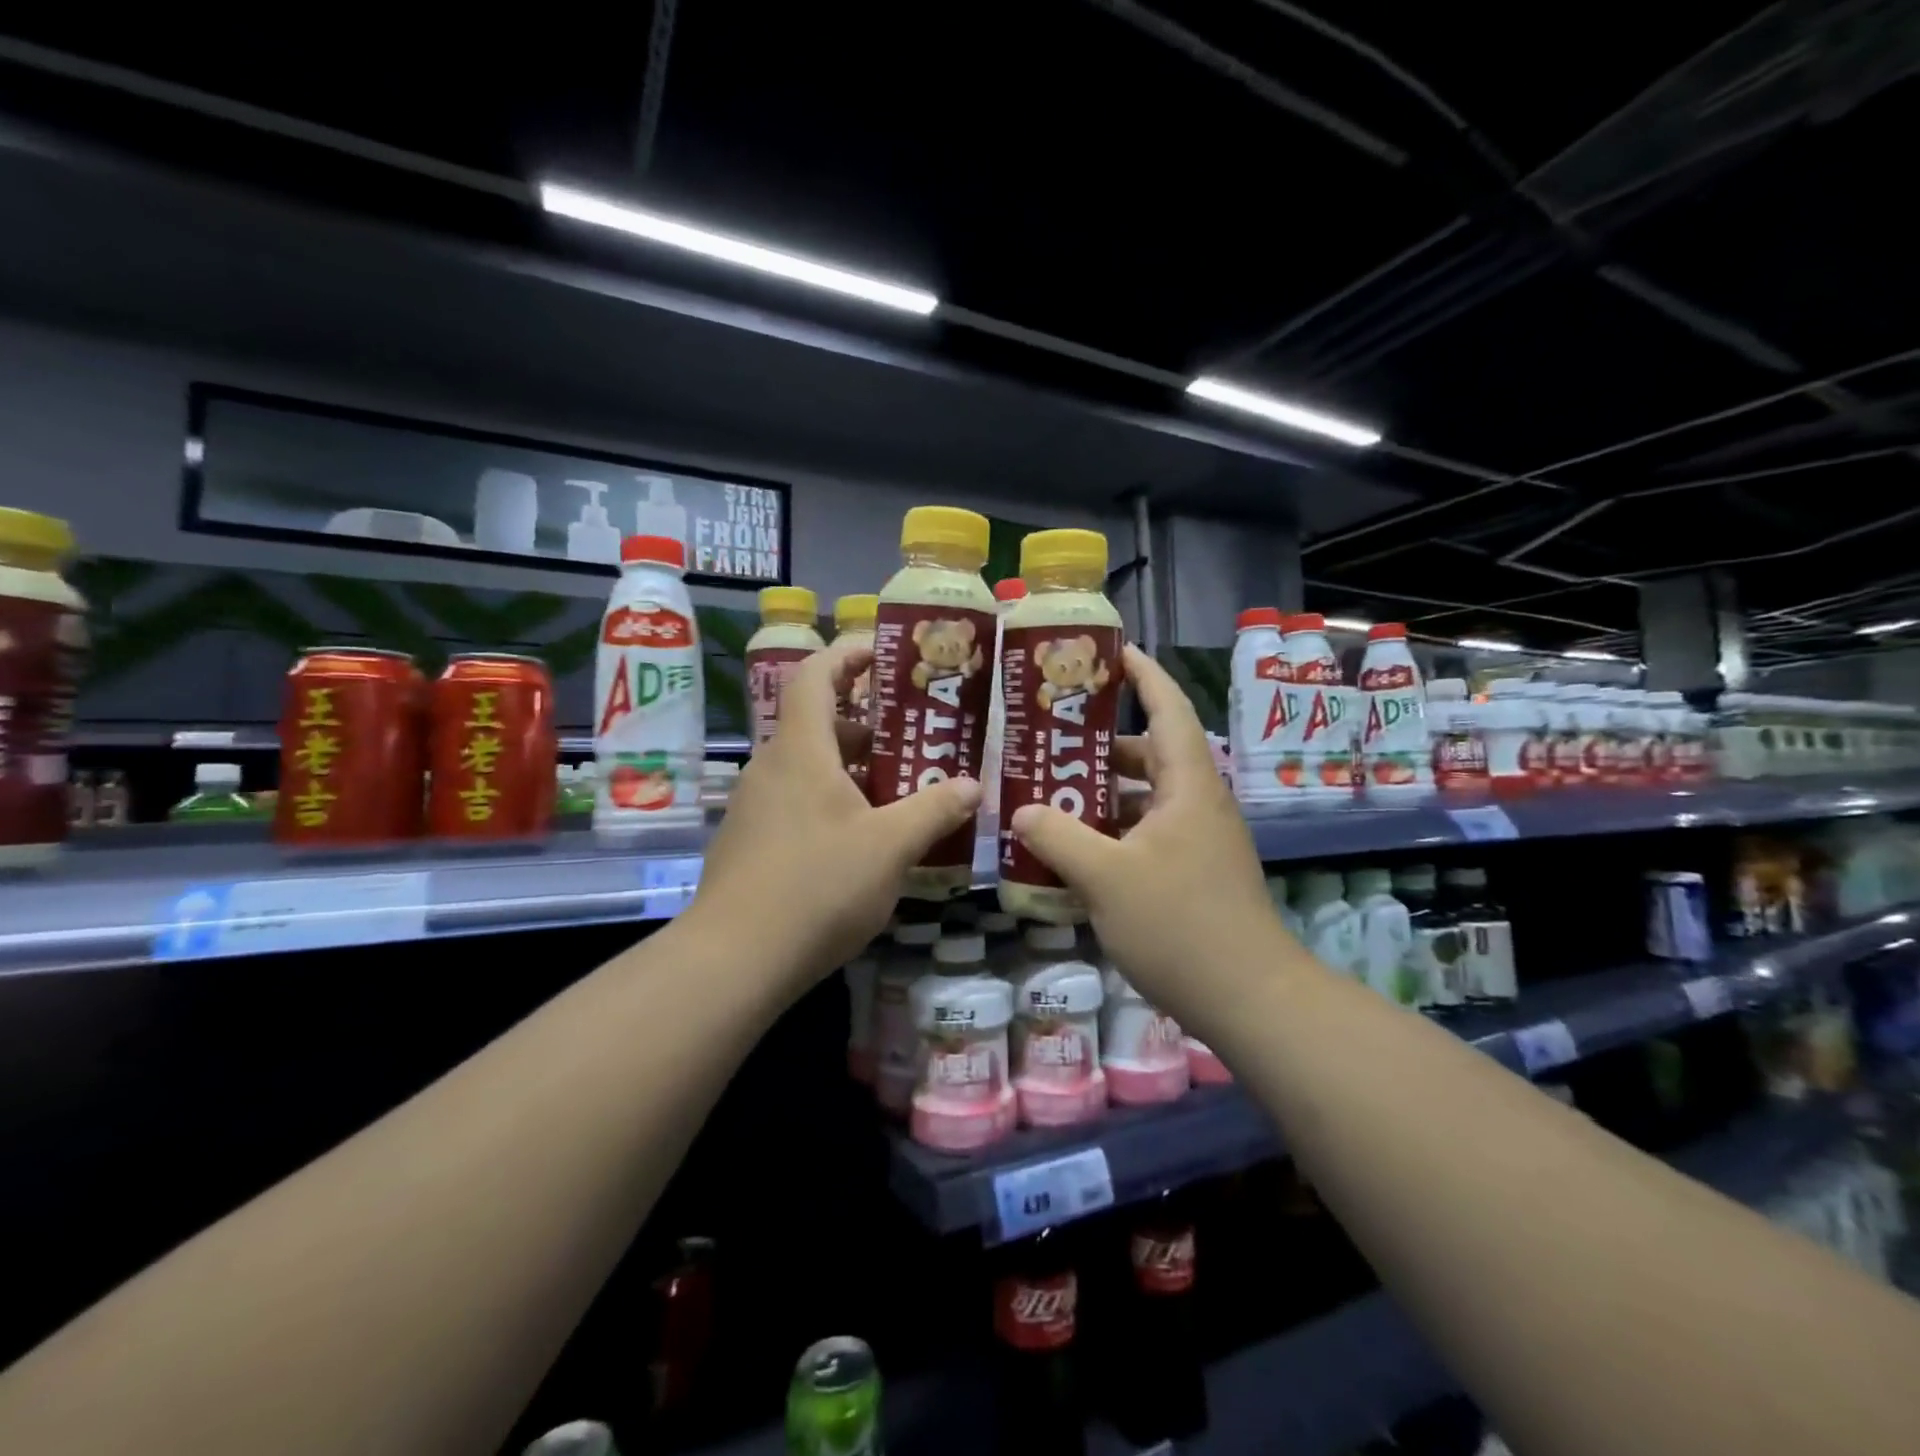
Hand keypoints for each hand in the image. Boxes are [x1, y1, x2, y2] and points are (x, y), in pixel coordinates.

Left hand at [685, 638, 981, 994]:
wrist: (735, 959)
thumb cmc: (817, 886)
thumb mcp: (891, 846)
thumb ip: (934, 809)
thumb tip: (973, 785)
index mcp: (801, 750)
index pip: (816, 675)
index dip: (848, 654)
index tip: (885, 653)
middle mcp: (771, 767)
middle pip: (818, 724)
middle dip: (868, 724)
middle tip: (914, 736)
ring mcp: (755, 806)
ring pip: (810, 767)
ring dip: (854, 769)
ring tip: (901, 789)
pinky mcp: (751, 841)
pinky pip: (797, 801)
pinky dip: (833, 801)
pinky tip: (865, 839)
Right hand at [1008, 645, 1287, 1031]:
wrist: (1249, 999)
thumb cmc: (1180, 924)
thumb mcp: (1106, 877)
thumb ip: (1058, 837)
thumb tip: (1021, 811)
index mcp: (1187, 784)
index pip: (1167, 708)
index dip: (1142, 674)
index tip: (1110, 652)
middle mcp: (1196, 802)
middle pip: (1148, 753)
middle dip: (1100, 743)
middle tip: (1049, 737)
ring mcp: (1197, 840)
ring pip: (1142, 799)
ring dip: (1100, 794)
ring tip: (1048, 793)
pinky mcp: (1192, 873)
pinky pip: (1144, 834)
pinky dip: (1110, 832)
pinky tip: (1072, 851)